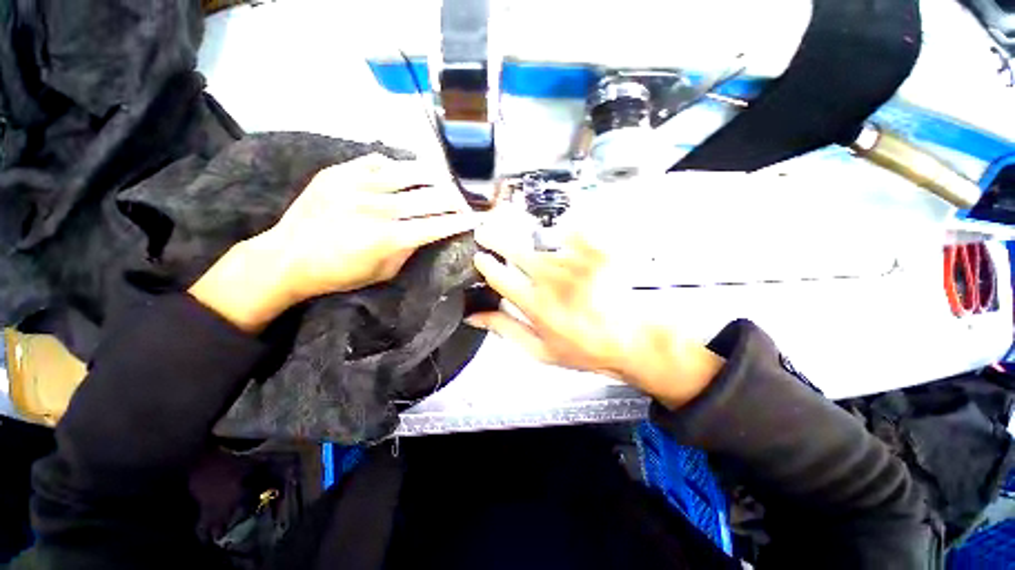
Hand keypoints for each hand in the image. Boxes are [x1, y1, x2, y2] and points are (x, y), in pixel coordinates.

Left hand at [190, 154, 478, 331]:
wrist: (286, 257)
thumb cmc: (339, 274)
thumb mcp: (383, 272)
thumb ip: (410, 249)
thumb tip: (429, 230)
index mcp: (388, 237)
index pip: (438, 224)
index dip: (461, 221)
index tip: (476, 218)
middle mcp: (377, 207)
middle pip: (432, 196)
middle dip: (456, 199)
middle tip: (464, 202)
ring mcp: (357, 185)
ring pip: (411, 172)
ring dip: (434, 177)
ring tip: (444, 181)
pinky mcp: (340, 172)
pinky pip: (379, 161)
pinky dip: (398, 167)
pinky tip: (403, 174)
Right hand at [468, 218, 723, 408]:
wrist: (631, 340)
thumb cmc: (584, 349)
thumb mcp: (539, 350)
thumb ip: (504, 329)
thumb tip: (474, 315)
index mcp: (534, 304)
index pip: (499, 276)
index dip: (485, 264)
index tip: (480, 257)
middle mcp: (551, 278)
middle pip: (514, 250)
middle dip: (494, 238)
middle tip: (485, 231)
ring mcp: (575, 261)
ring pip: (541, 244)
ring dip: (531, 243)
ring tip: (536, 249)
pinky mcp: (596, 251)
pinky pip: (572, 230)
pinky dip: (564, 230)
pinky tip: (562, 235)